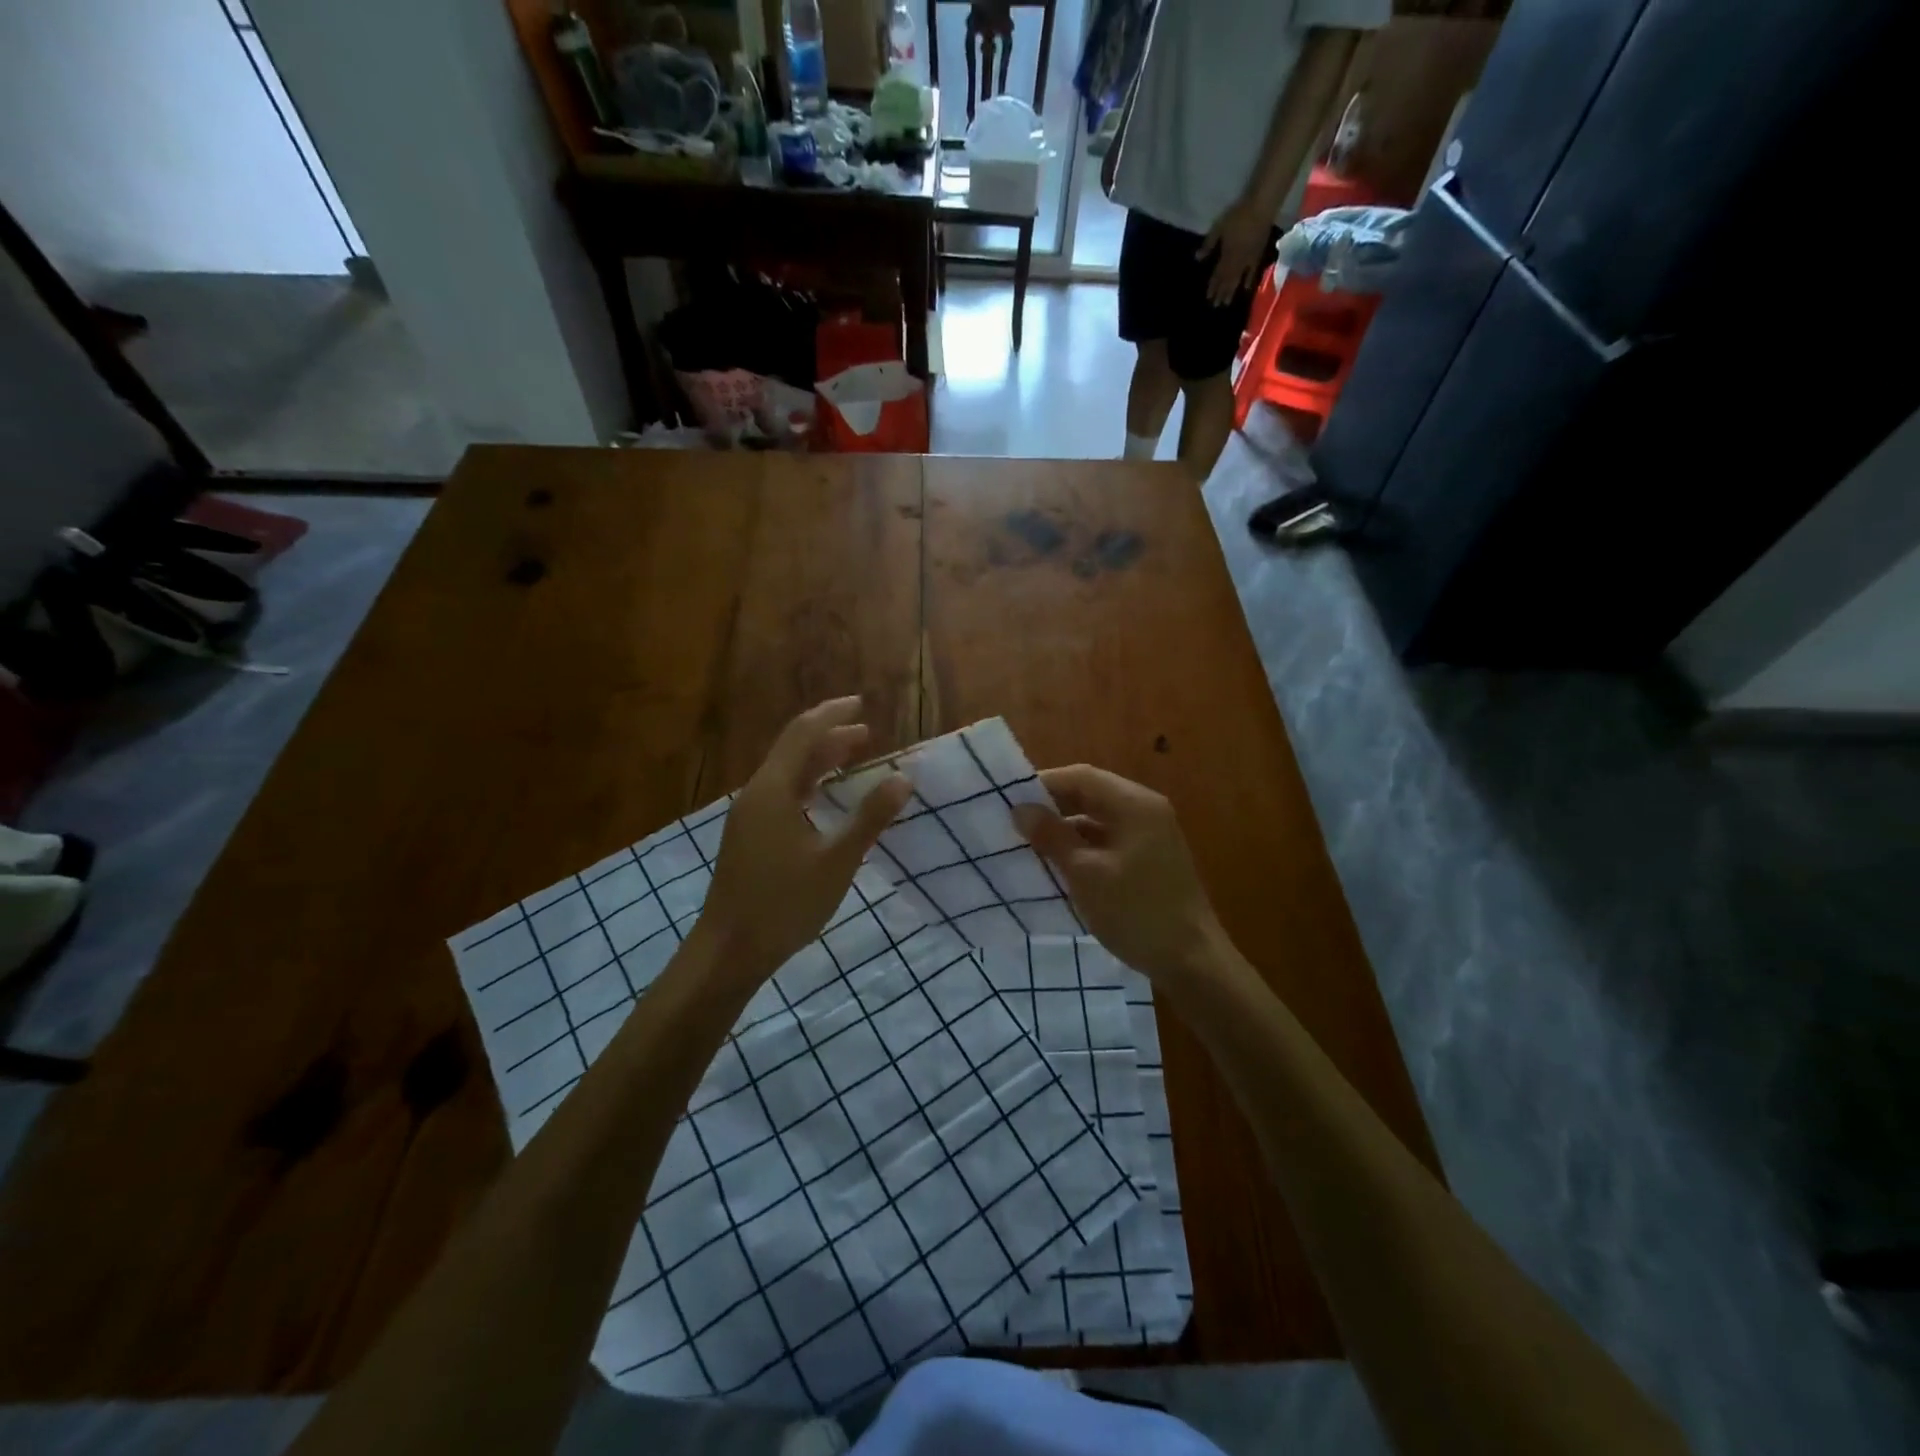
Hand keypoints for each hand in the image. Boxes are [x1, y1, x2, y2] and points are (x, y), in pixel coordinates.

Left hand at [703, 698, 910, 978]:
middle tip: (867, 733)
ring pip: (787, 773)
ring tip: (853, 757)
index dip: (833, 715)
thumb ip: (870, 818)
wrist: (728, 951)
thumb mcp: (836, 861)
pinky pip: (782, 793)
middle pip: (793, 749)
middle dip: (829, 736)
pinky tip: (824, 798)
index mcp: (773, 790)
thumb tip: (903, 778)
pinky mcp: (749, 836)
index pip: (804, 734)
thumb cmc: (784, 904)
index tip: (862, 704)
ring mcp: (749, 816)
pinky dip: (809, 783)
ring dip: (819, 760)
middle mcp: (757, 794)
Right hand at [1011, 765, 1226, 984]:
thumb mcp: (1085, 873)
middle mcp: (1145, 810)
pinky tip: (1058, 865)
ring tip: (1029, 844)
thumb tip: (1020, 809)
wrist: (1192, 962)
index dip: (1043, 784)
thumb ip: (1052, 836)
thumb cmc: (1136, 912)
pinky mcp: (1149, 859)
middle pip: (1091, 794)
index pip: (1081, 777)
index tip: (1007, 801)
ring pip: (1098, 819)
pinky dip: (1082, 846)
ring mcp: (1151, 835)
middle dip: (1052, 806)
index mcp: (1134, 804)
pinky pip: (1108, 839)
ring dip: (1065, 828)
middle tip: (1013, 823)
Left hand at [1197, 196, 1270, 305]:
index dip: (1213, 286)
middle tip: (1216, 305)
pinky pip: (1253, 272)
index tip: (1209, 297)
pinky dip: (1249, 281)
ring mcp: (1249, 259)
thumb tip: (1197, 258)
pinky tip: (1245, 289)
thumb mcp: (1219, 228)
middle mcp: (1237, 262)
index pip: (1218, 275)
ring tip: (1226, 303)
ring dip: (1231, 291)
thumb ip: (1209, 244)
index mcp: (1226, 255)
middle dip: (1221, 293)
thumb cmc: (1238, 215)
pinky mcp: (1259, 254)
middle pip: (1227, 280)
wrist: (1262, 207)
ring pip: (1238, 279)